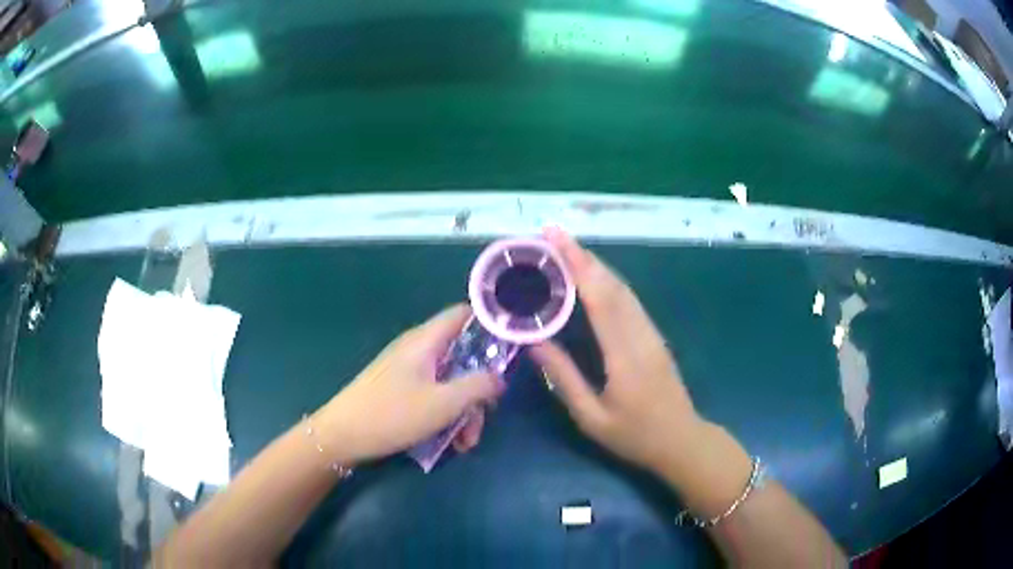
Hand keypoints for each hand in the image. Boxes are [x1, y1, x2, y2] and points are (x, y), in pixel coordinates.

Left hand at [316, 305, 504, 465]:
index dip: (490, 323)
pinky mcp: (401, 390)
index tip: (513, 345)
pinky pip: (434, 395)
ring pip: (450, 382)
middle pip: (462, 356)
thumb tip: (500, 377)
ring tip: (466, 443)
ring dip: (464, 410)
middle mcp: (418, 350)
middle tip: (485, 417)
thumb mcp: (443, 403)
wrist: (341, 436)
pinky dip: (446, 415)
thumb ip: (478, 386)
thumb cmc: (392, 415)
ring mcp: (408, 371)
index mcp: (426, 341)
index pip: (464, 314)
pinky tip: (450, 443)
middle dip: (478, 388)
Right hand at [531, 228, 704, 480]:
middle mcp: (640, 334)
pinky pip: (630, 301)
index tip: (555, 240)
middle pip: (612, 285)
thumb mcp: (592, 417)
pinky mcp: (654, 337)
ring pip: (624, 289)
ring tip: (568, 249)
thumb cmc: (635, 435)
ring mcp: (651, 333)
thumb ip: (564, 378)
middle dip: (582, 256)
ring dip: (596, 265)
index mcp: (623, 354)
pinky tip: (595, 278)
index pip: (598, 299)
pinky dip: (609, 282)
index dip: (577, 265)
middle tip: (553, 235)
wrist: (682, 440)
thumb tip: (535, 342)